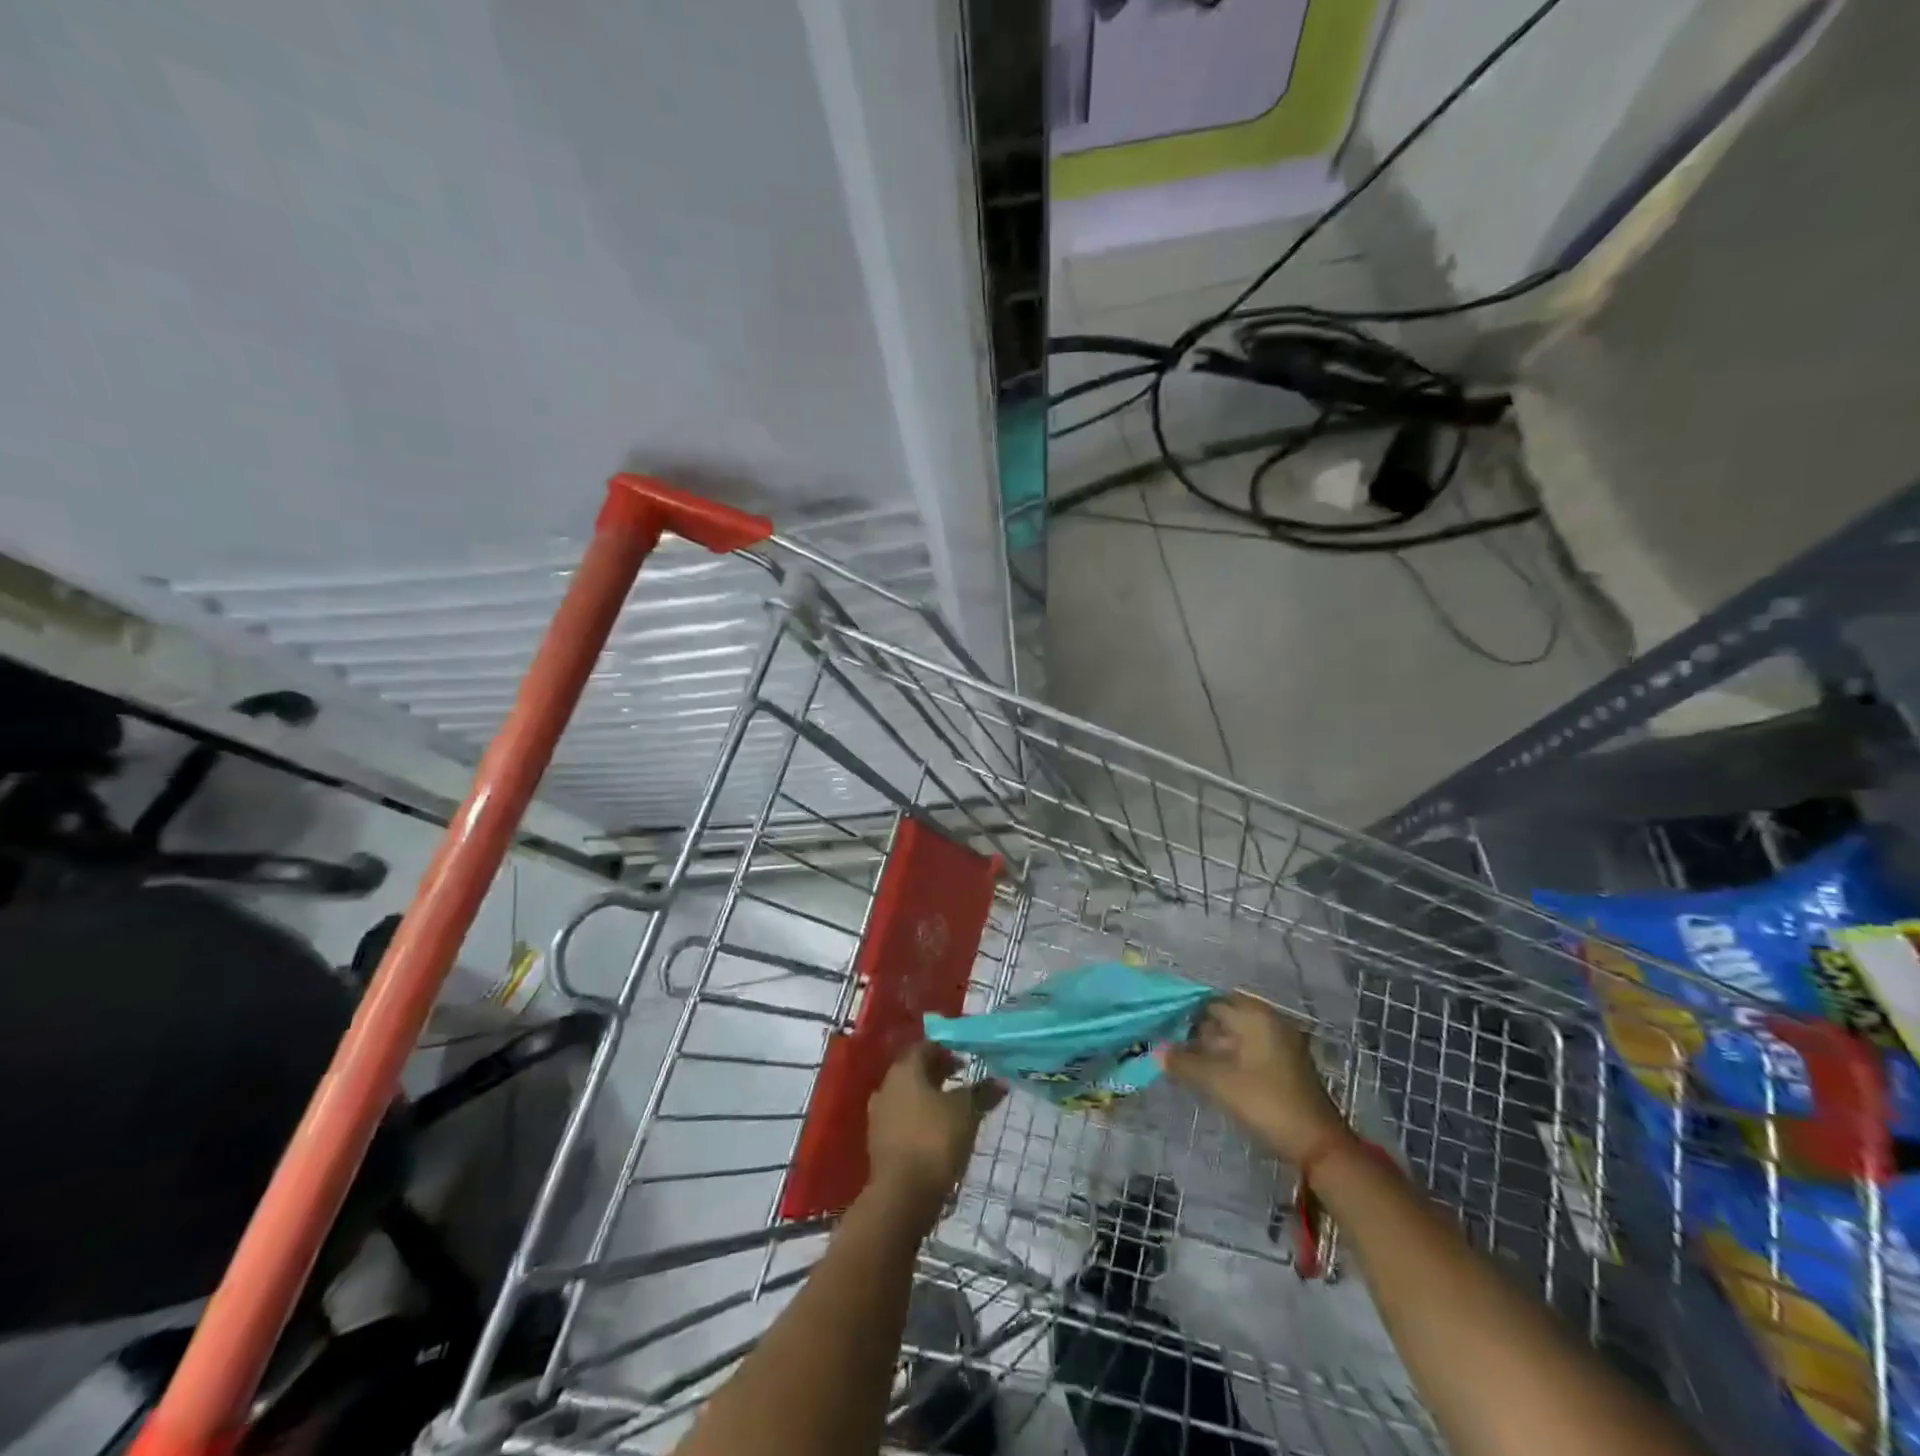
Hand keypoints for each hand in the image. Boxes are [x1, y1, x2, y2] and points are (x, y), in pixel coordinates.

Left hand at [867, 1042, 1004, 1208]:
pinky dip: (919, 1119)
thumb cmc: (934, 1141)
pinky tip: (936, 1134)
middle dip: (938, 1074)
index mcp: (904, 1069)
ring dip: (928, 1098)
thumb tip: (1000, 1081)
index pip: (925, 1047)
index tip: (966, 1063)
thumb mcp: (966, 1113)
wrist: (901, 1196)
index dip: (946, 1051)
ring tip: (952, 1110)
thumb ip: (982, 1093)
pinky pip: (902, 1119)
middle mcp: (887, 1085)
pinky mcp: (878, 1141)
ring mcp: (879, 1114)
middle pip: (914, 1070)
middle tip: (962, 1083)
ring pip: (907, 1096)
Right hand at [1164, 992, 1347, 1160]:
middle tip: (1166, 1042)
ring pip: (1234, 1035)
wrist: (1317, 1145)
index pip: (1211, 1000)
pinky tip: (1207, 1072)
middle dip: (1195, 1029)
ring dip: (1209, 1045)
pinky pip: (1246, 1050)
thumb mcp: (1218, 1082)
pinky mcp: (1282, 1064)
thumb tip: (1156, 1051)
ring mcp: (1279, 1043)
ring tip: (1181, 1059)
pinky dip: (1226, 1056)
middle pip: (1223, 1016)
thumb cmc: (1266, 1102)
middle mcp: (1269, 1021)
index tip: (1160, 1022)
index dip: (1184, 1009)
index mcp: (1255, 1016)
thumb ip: (1184, 1063)